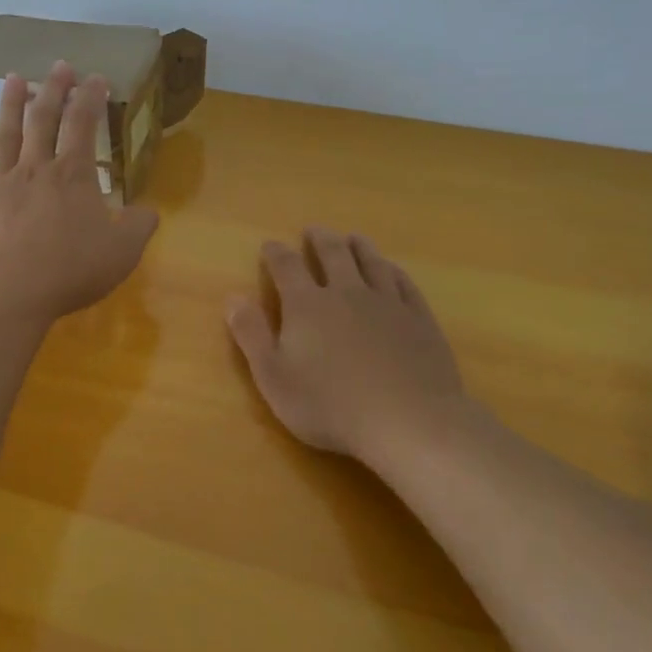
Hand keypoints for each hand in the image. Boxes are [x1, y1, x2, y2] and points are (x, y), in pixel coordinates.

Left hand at [0, 62, 159, 326]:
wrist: (3, 295)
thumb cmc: (68, 271)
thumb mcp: (121, 253)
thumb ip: (138, 228)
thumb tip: (149, 212)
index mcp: (72, 176)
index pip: (82, 125)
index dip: (90, 98)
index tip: (95, 77)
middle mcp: (34, 170)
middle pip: (43, 119)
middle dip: (53, 89)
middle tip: (59, 65)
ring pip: (5, 135)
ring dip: (10, 105)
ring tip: (13, 79)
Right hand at [226, 228, 468, 460]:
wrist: (408, 421)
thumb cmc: (331, 406)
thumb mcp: (274, 378)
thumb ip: (252, 335)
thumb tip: (233, 297)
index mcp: (307, 305)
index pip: (287, 267)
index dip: (276, 254)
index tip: (270, 245)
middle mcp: (346, 292)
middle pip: (333, 254)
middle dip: (320, 240)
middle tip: (314, 230)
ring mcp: (387, 302)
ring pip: (371, 262)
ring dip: (359, 247)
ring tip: (353, 238)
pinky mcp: (418, 318)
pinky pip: (404, 283)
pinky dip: (393, 270)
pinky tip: (391, 269)